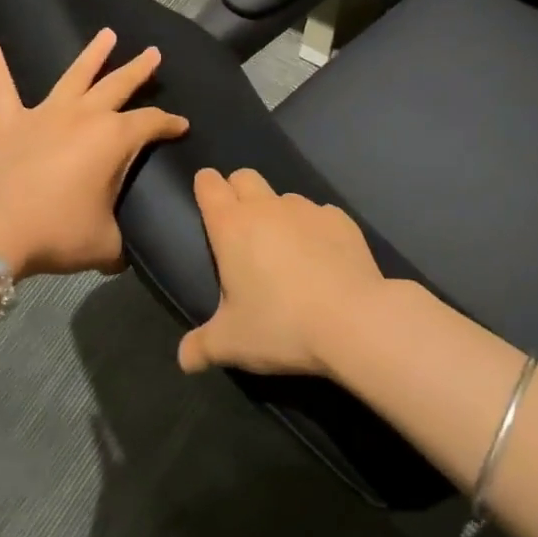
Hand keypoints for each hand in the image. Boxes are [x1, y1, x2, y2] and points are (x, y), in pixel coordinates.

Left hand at [0, 29, 187, 277]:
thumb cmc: (60, 232)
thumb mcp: (106, 243)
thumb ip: (122, 241)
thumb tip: (124, 252)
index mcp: (114, 138)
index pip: (151, 123)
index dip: (169, 124)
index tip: (182, 126)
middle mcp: (84, 116)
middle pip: (118, 85)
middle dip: (139, 69)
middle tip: (153, 53)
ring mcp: (45, 114)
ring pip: (75, 75)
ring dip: (92, 54)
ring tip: (106, 34)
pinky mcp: (10, 123)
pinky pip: (2, 86)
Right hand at [177, 168, 393, 377]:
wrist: (353, 320)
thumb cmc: (280, 325)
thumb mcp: (231, 344)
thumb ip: (202, 347)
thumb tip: (184, 359)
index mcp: (232, 226)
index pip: (209, 184)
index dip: (205, 187)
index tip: (206, 202)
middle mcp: (267, 207)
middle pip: (245, 177)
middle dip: (238, 191)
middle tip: (241, 229)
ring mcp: (308, 209)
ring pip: (284, 196)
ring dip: (278, 214)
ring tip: (286, 251)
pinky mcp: (342, 220)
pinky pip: (320, 215)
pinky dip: (315, 230)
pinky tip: (323, 259)